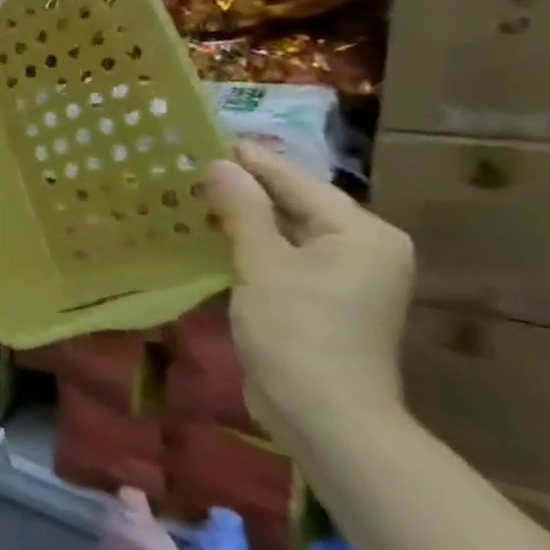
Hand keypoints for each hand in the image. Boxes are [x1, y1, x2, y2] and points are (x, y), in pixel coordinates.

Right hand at [202, 142, 414, 444]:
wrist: (323, 411)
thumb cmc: (297, 329)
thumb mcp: (263, 263)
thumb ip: (243, 209)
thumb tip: (219, 164)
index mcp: (361, 233)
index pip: (297, 182)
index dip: (249, 161)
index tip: (203, 138)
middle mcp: (362, 249)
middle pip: (295, 205)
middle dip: (242, 190)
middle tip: (187, 169)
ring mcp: (344, 278)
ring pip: (285, 233)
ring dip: (240, 219)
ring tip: (189, 199)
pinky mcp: (321, 301)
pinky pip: (281, 259)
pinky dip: (246, 248)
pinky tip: (207, 241)